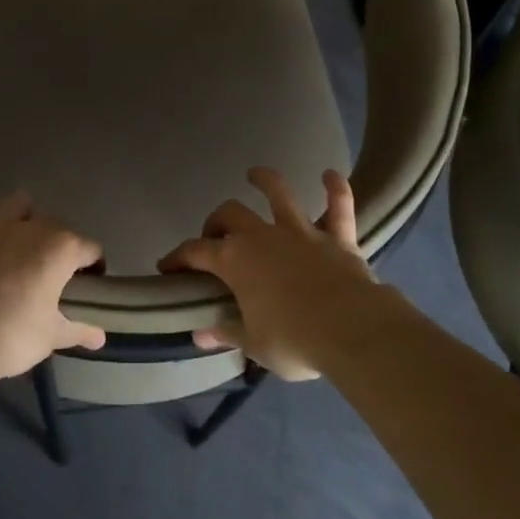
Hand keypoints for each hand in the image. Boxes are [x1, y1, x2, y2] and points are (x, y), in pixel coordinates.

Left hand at [0, 150, 106, 379]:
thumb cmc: (11, 337)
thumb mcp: (51, 337)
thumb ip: (78, 330)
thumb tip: (102, 338)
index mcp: (62, 248)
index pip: (89, 249)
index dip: (92, 265)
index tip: (88, 282)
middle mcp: (32, 226)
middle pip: (54, 226)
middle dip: (56, 243)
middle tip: (49, 270)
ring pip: (18, 205)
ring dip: (23, 215)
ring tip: (21, 232)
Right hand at [159, 167, 378, 379]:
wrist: (352, 330)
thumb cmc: (294, 341)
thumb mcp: (254, 345)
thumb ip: (227, 332)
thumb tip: (200, 334)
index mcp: (235, 261)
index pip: (195, 252)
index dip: (178, 257)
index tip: (167, 267)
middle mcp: (263, 236)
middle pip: (230, 214)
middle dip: (217, 220)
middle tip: (215, 235)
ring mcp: (301, 232)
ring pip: (279, 194)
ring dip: (266, 180)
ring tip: (255, 174)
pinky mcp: (337, 237)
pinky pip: (339, 206)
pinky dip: (335, 189)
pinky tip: (330, 174)